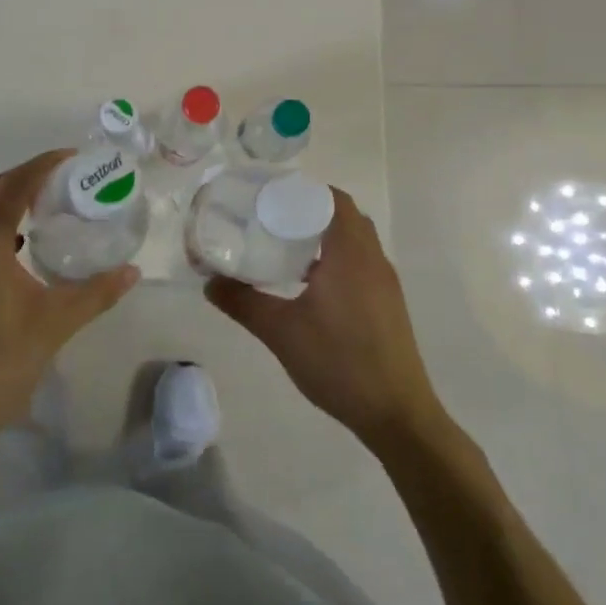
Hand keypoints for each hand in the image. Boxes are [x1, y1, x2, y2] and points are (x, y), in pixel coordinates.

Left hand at [0, 149, 138, 437]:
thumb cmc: (1, 362)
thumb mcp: (57, 323)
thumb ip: (97, 293)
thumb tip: (132, 272)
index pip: (14, 186)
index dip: (42, 164)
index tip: (70, 158)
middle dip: (21, 177)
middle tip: (57, 182)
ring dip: (3, 203)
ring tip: (39, 213)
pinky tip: (13, 256)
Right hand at [206, 188, 441, 447]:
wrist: (396, 413)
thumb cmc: (338, 362)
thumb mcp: (281, 332)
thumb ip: (243, 302)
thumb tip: (209, 282)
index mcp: (350, 254)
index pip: (334, 199)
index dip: (304, 190)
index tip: (271, 196)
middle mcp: (373, 259)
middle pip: (344, 217)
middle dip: (309, 211)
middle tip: (271, 220)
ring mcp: (384, 283)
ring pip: (355, 242)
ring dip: (324, 237)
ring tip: (284, 248)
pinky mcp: (387, 304)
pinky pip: (360, 263)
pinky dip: (335, 259)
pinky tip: (308, 285)